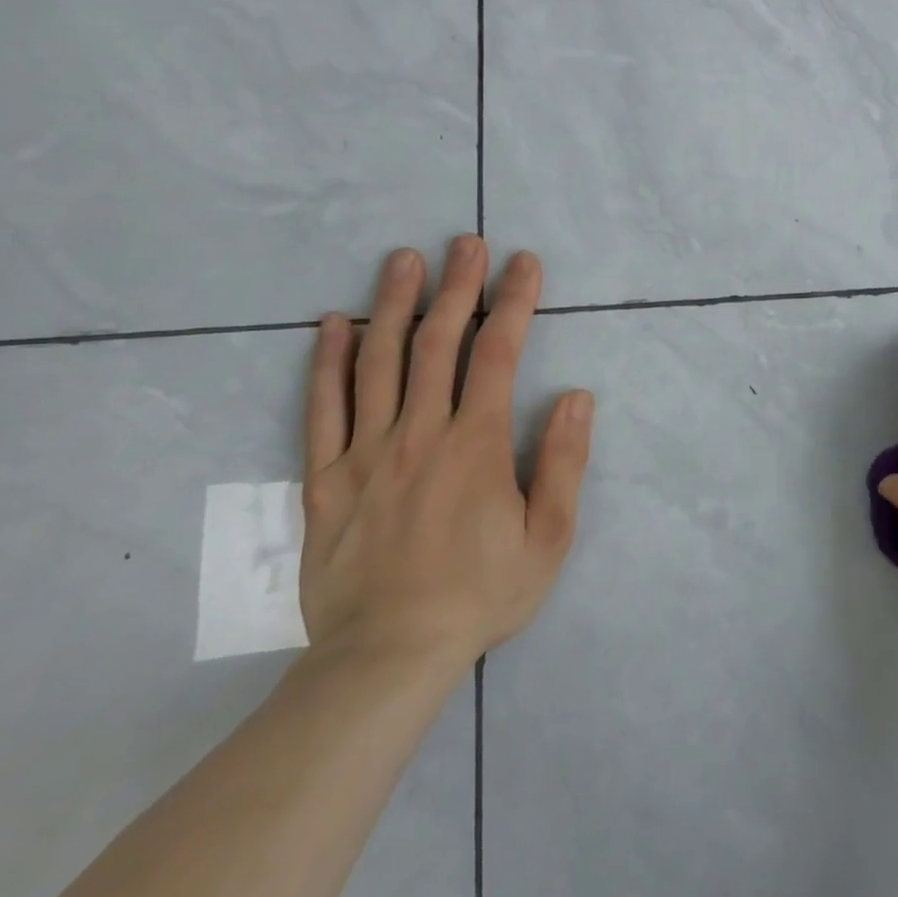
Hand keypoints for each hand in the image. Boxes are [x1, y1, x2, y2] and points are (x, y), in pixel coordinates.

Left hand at [298, 237, 594, 672]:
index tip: (524, 263)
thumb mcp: (549, 536)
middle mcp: (419, 434)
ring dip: (393, 304)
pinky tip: (333, 324)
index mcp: (476, 445)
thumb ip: (562, 461)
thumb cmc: (481, 593)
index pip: (497, 355)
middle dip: (457, 286)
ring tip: (403, 259)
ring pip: (378, 363)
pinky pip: (322, 409)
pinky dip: (328, 362)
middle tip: (465, 241)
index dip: (514, 303)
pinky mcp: (325, 479)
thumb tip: (575, 396)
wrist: (387, 655)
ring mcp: (366, 453)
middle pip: (438, 343)